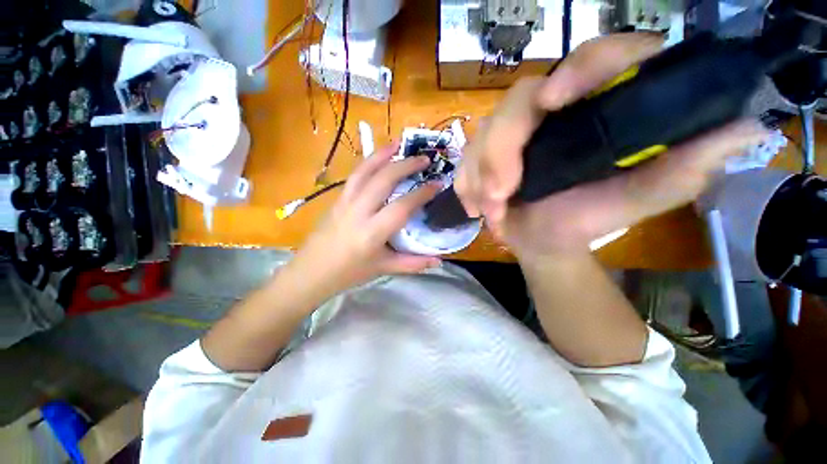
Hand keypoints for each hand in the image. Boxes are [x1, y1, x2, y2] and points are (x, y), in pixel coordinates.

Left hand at [289, 144, 441, 296]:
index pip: (402, 207)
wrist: (310, 272)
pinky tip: (378, 158)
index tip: (438, 184)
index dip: (422, 193)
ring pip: (364, 171)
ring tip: (399, 143)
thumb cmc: (349, 273)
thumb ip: (413, 264)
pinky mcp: (336, 199)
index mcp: (372, 233)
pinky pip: (354, 175)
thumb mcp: (384, 269)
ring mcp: (344, 202)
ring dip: (383, 154)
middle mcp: (358, 212)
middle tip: (425, 159)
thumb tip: (439, 260)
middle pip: (383, 180)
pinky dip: (368, 163)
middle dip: (406, 165)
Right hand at [455, 33, 769, 260]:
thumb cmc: (589, 222)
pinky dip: (466, 184)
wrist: (545, 241)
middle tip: (500, 194)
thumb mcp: (639, 199)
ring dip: (479, 176)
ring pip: (483, 134)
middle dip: (501, 151)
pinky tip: (476, 206)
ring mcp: (513, 132)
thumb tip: (744, 128)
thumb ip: (683, 168)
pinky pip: (465, 160)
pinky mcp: (486, 154)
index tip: (551, 102)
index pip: (596, 57)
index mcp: (599, 107)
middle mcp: (553, 110)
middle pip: (517, 101)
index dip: (577, 69)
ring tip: (491, 211)